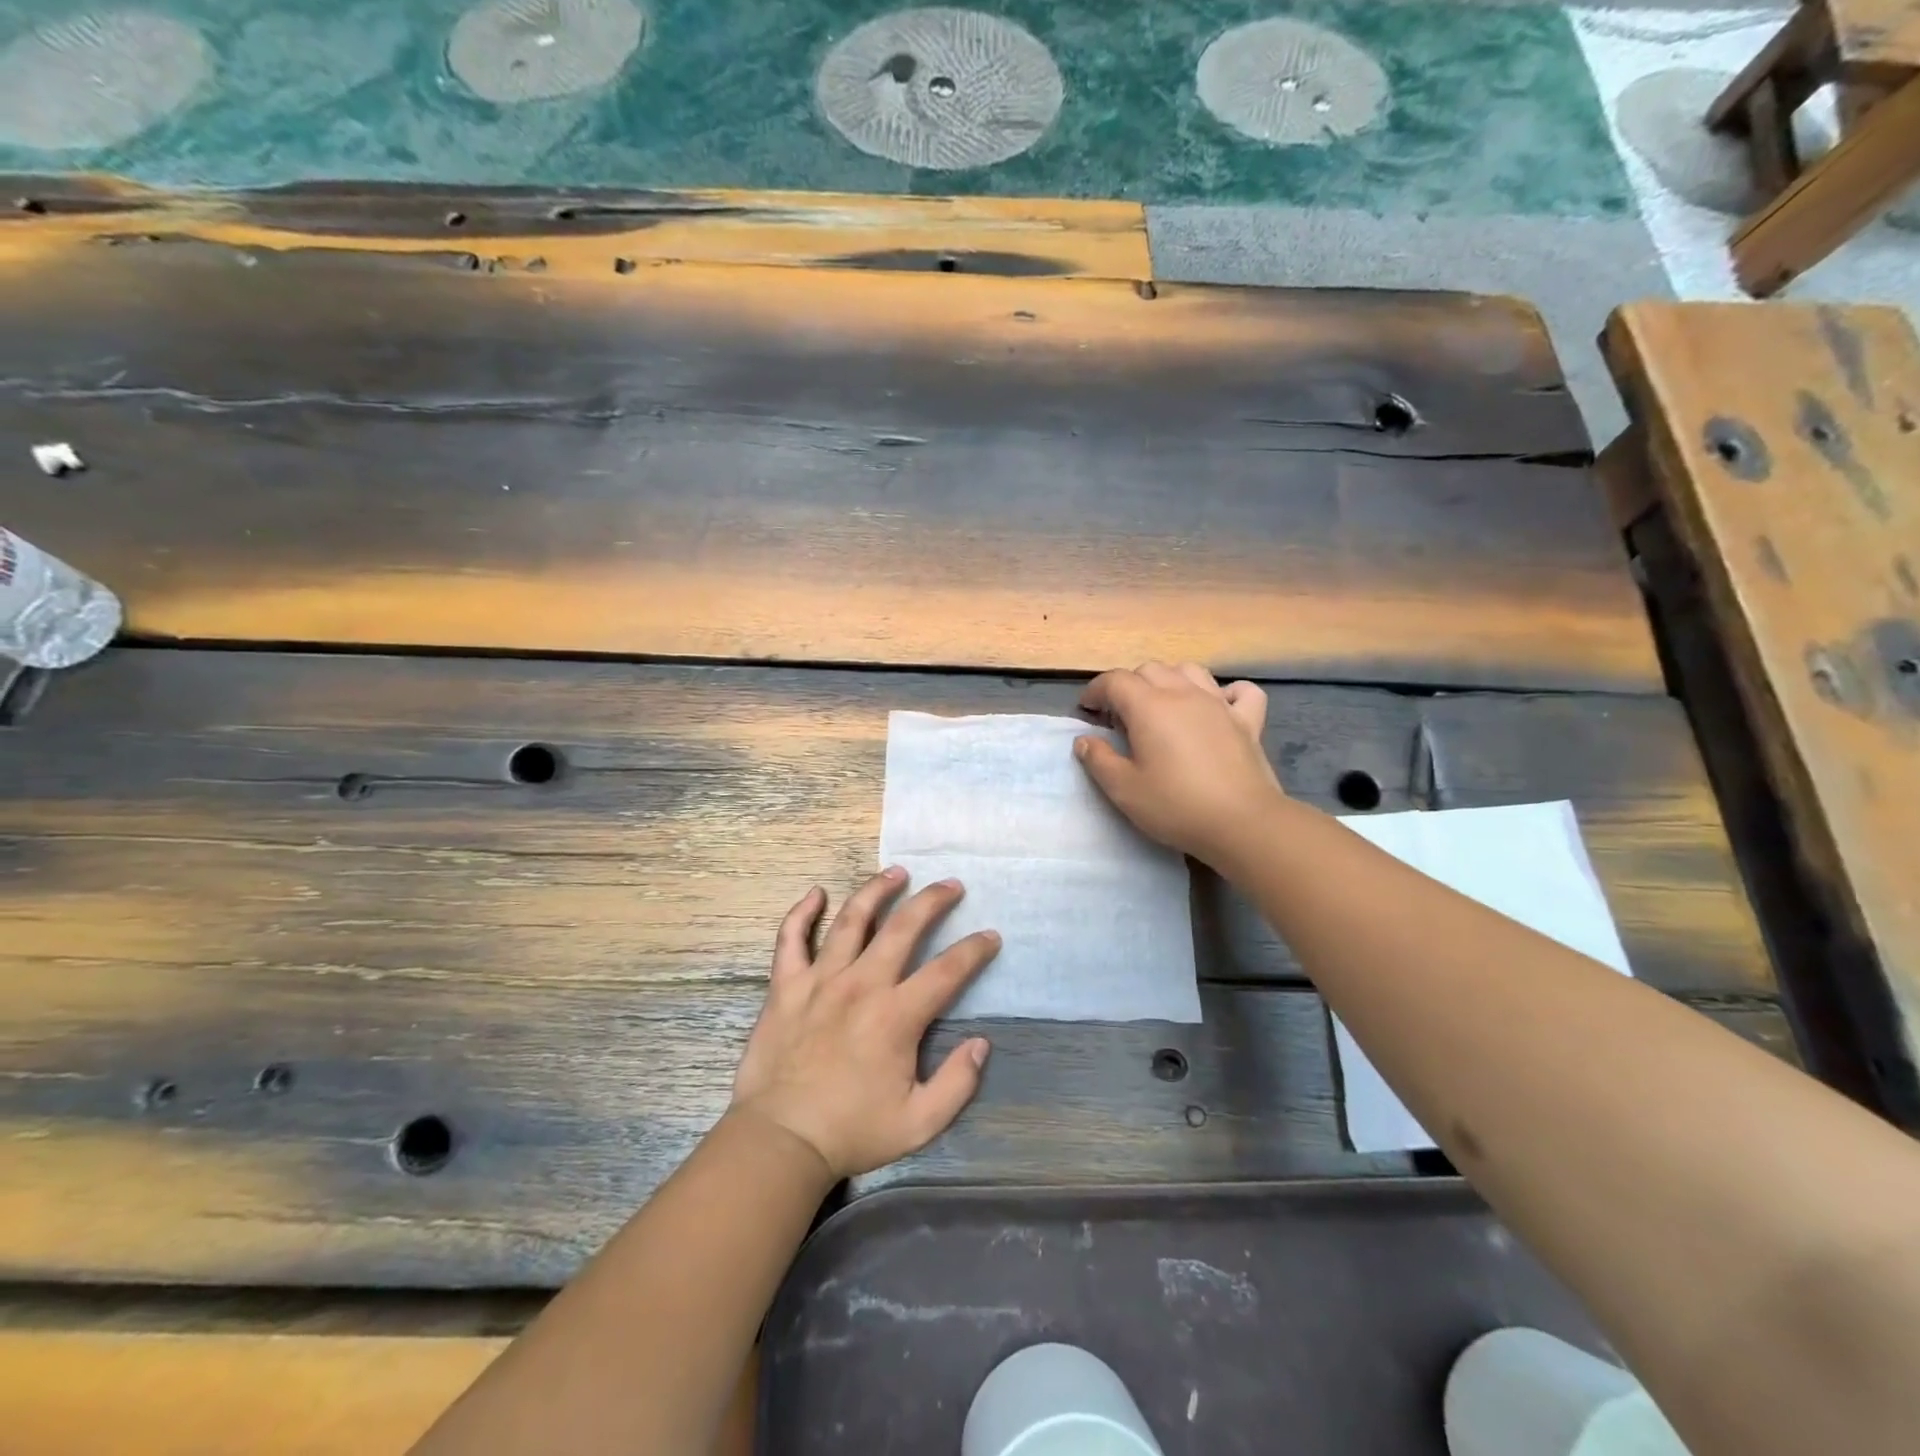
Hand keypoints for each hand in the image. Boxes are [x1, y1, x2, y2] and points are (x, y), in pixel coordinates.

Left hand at [730, 870, 998, 1180]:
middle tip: (951, 885)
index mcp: (896, 1015)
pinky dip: (802, 912)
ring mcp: (820, 980)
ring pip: (852, 919)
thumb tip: (981, 1043)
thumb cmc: (851, 1132)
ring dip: (877, 890)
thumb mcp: (919, 1123)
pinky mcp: (786, 986)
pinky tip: (816, 893)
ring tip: (896, 872)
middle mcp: (861, 984)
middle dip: (932, 901)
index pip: (947, 971)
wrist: (779, 1140)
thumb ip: (957, 1083)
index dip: (974, 950)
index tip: (990, 936)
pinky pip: (791, 938)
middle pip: (903, 927)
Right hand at [1075, 660, 1285, 866]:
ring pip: (1190, 671)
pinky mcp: (1248, 721)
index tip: (1087, 712)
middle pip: (1150, 670)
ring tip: (1162, 707)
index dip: (1095, 692)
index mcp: (1149, 706)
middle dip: (1128, 686)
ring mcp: (1219, 704)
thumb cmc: (1176, 806)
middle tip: (1120, 717)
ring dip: (1169, 680)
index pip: (1114, 681)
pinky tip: (1218, 707)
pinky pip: (1239, 691)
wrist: (1243, 823)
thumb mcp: (1124, 789)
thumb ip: (1099, 760)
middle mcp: (1184, 693)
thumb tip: (1084, 740)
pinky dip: (1225, 692)